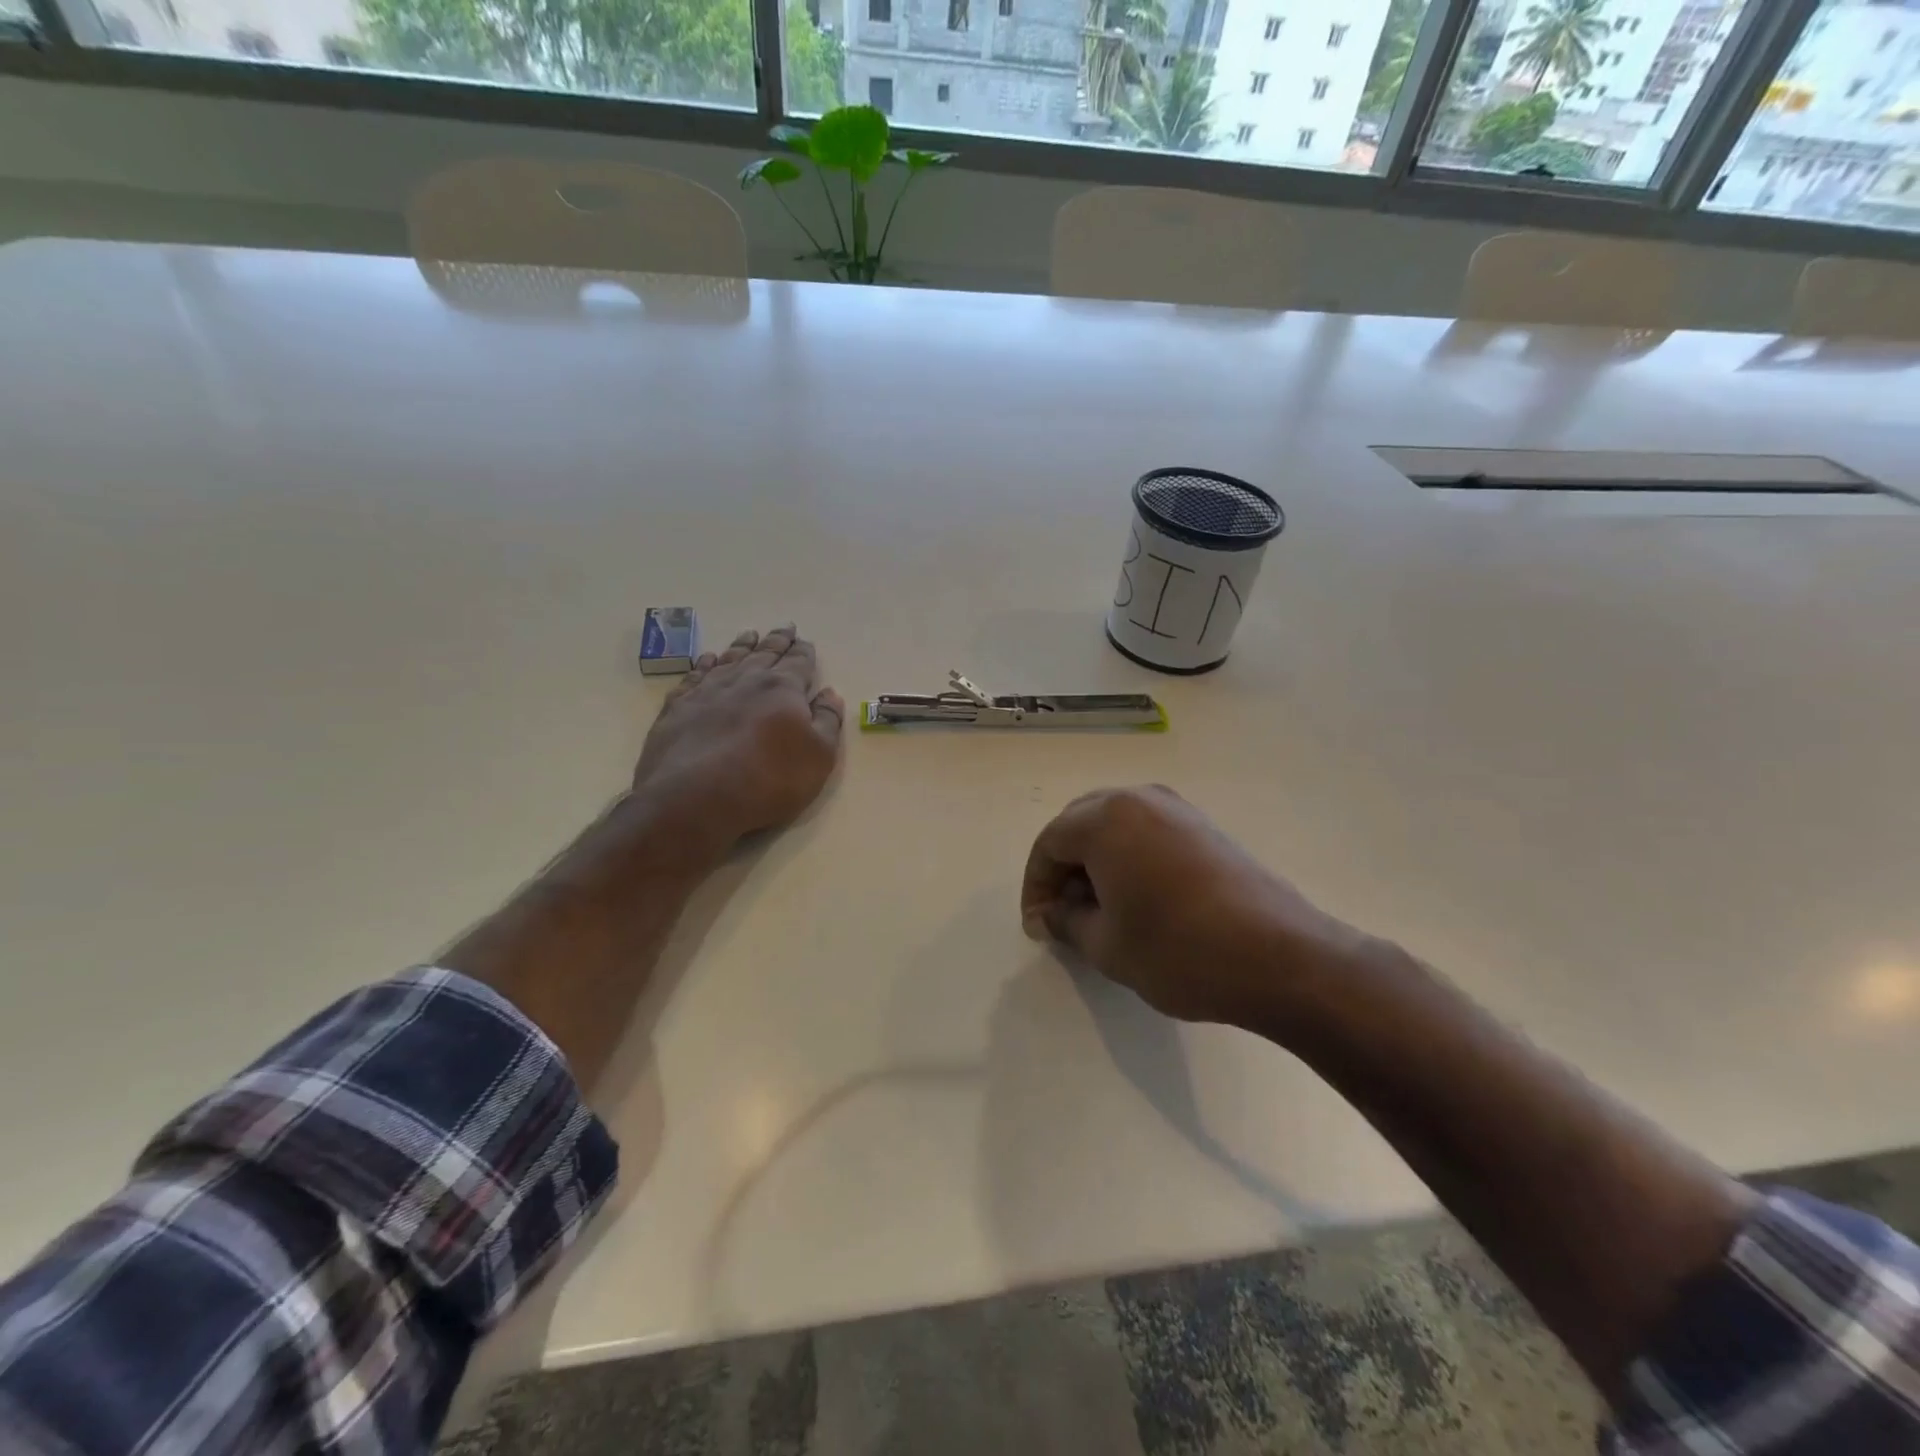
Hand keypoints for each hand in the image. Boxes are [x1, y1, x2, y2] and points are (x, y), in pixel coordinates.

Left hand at [633, 624, 844, 860]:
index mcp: (782, 688)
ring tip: (749, 634)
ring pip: (729, 659)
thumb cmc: (769, 779)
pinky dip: (704, 664)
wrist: (695, 798)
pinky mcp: (678, 708)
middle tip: (785, 627)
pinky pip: (694, 676)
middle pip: (765, 653)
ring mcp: (707, 692)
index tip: (805, 641)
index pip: (798, 663)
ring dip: (742, 646)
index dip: (804, 652)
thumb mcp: (819, 756)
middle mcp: (745, 680)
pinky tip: (708, 660)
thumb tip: (830, 693)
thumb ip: (827, 721)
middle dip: (777, 641)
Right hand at [1020, 785, 1363, 1029]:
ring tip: (1099, 907)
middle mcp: (1139, 799)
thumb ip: (1067, 921)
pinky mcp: (1204, 827)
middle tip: (1063, 912)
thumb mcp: (1106, 945)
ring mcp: (1177, 809)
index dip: (1036, 886)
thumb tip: (1051, 913)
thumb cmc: (1178, 950)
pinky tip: (1138, 897)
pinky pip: (1147, 831)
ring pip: (1115, 824)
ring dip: (1096, 860)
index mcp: (1106, 818)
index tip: (1040, 926)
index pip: (1049, 843)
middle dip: (1063, 867)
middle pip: (1079, 823)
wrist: (1279, 957)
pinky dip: (1128, 857)